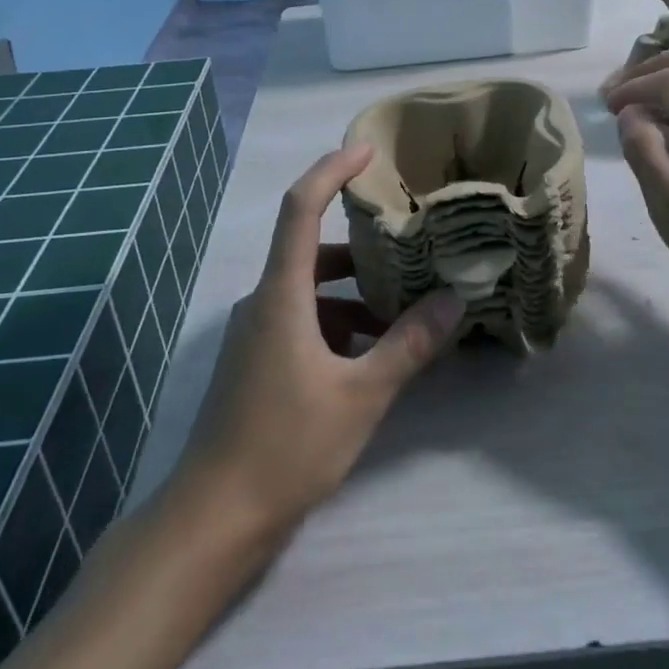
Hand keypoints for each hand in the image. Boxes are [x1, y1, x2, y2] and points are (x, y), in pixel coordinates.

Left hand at [174, 146, 465, 540]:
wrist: (214, 518)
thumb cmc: (285, 447)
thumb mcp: (360, 395)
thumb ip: (409, 345)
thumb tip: (454, 300)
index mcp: (281, 294)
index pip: (301, 207)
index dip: (332, 170)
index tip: (367, 150)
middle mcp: (265, 301)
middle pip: (313, 248)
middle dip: (363, 244)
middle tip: (410, 240)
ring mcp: (258, 333)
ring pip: (312, 290)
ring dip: (356, 292)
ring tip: (407, 305)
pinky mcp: (259, 361)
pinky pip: (304, 320)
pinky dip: (340, 322)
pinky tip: (376, 351)